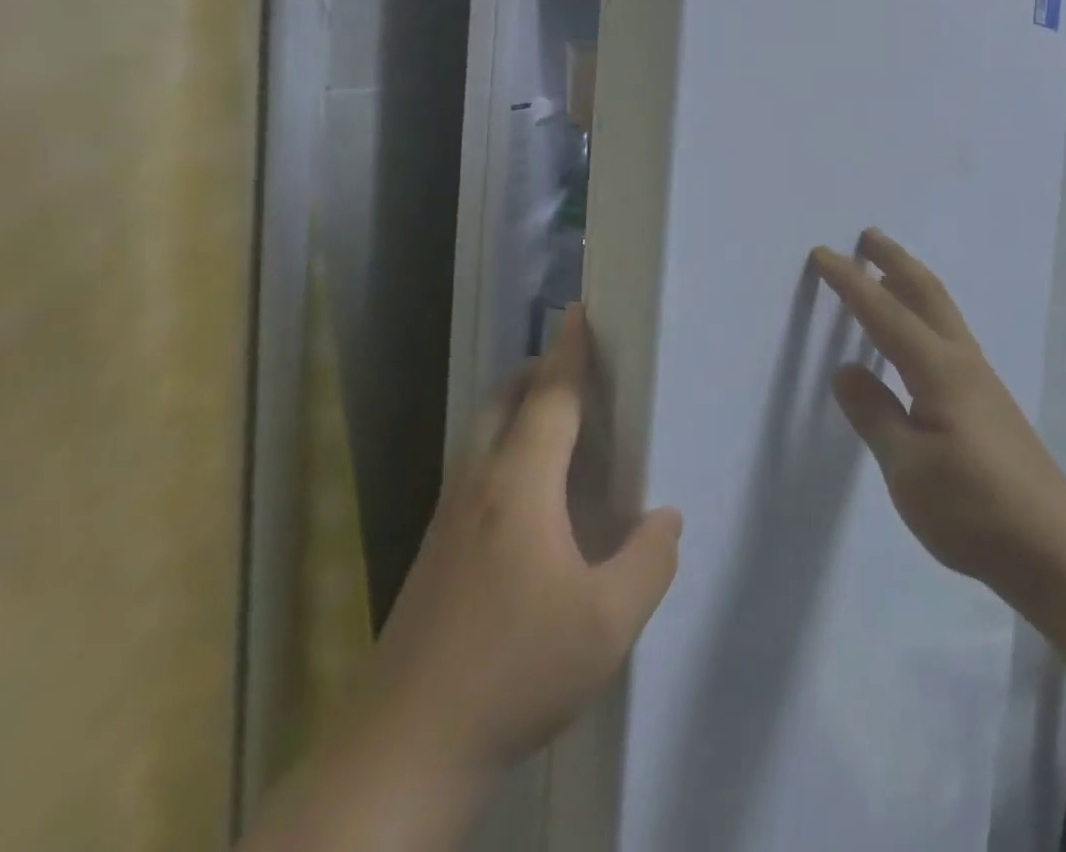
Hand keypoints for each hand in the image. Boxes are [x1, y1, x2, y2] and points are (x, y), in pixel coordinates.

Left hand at [356, 305, 681, 788]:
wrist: (400, 755)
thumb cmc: (514, 671)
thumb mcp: (608, 624)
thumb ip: (650, 562)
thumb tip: (665, 518)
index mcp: (520, 486)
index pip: (550, 397)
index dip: (570, 351)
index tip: (581, 311)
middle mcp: (478, 486)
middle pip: (503, 402)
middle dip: (537, 372)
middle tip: (578, 372)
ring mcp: (447, 520)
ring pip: (482, 437)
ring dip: (518, 411)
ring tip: (560, 427)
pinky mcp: (433, 554)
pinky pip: (475, 472)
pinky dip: (505, 450)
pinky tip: (530, 500)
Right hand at [810, 230, 1065, 601]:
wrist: (1053, 544)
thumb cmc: (974, 508)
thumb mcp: (909, 469)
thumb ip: (875, 414)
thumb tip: (846, 371)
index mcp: (939, 371)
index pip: (885, 314)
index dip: (851, 283)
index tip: (823, 254)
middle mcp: (962, 361)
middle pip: (925, 293)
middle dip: (894, 260)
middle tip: (866, 235)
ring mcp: (980, 379)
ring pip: (942, 311)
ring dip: (912, 281)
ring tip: (888, 269)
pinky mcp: (987, 399)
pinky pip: (948, 333)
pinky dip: (925, 311)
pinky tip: (918, 332)